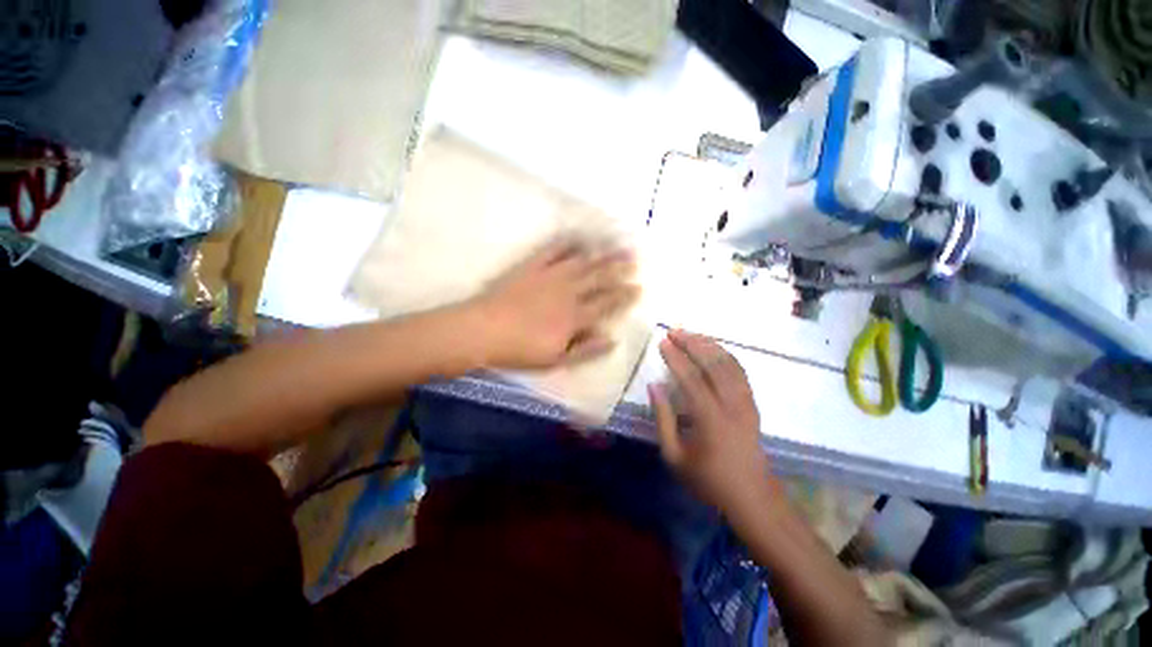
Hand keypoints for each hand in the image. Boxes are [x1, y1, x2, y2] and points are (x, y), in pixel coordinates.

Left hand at [468, 239, 639, 369]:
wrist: (483, 330)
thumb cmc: (520, 350)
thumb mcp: (556, 359)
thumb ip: (586, 350)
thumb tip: (613, 339)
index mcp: (575, 316)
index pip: (607, 304)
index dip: (624, 296)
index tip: (638, 287)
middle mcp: (568, 292)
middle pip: (599, 278)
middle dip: (620, 269)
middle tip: (635, 259)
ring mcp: (551, 276)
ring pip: (583, 262)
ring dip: (602, 253)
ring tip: (618, 245)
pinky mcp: (533, 266)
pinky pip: (554, 250)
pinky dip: (568, 242)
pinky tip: (579, 237)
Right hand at [649, 330, 775, 517]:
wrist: (752, 498)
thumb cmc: (708, 480)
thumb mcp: (674, 456)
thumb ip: (663, 419)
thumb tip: (654, 386)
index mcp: (710, 419)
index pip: (690, 378)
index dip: (675, 358)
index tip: (662, 342)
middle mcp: (731, 405)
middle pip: (712, 364)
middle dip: (692, 343)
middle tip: (674, 331)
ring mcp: (746, 403)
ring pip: (729, 364)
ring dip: (709, 345)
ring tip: (691, 334)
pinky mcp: (752, 404)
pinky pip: (740, 372)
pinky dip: (726, 355)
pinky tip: (714, 349)